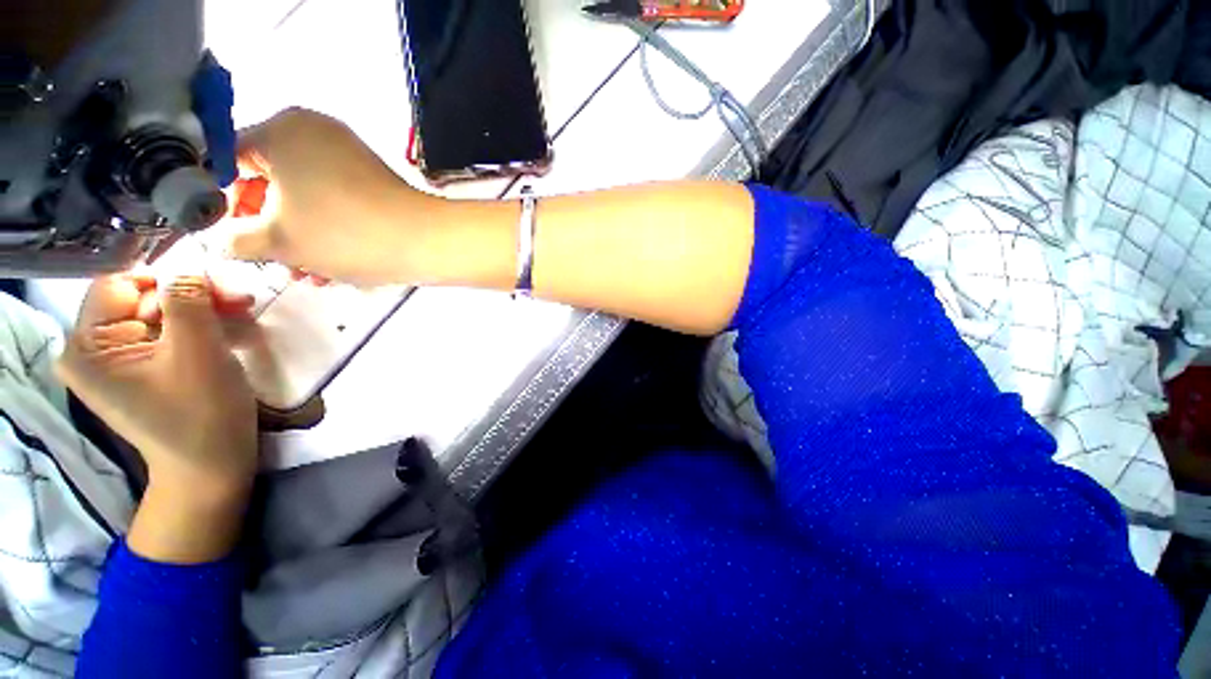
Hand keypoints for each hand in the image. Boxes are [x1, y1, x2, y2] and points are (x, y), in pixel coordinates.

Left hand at [56, 274, 257, 561]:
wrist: (212, 465)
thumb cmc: (201, 413)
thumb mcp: (197, 352)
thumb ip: (188, 301)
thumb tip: (190, 268)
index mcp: (87, 348)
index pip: (120, 285)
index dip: (168, 282)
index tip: (215, 291)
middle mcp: (92, 350)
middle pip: (142, 299)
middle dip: (192, 297)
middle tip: (239, 301)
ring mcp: (117, 362)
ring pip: (160, 314)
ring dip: (202, 311)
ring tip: (241, 313)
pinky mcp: (141, 370)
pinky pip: (167, 333)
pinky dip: (199, 328)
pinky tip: (229, 330)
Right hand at [226, 108, 443, 285]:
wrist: (426, 241)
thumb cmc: (344, 234)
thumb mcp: (278, 240)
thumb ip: (234, 239)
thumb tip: (219, 239)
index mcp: (281, 130)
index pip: (228, 160)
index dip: (223, 200)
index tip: (230, 234)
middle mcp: (313, 131)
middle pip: (268, 180)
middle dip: (268, 227)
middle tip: (273, 261)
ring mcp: (347, 153)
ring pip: (303, 196)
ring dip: (299, 237)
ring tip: (307, 273)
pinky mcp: (371, 177)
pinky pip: (333, 198)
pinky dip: (327, 228)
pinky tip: (331, 265)